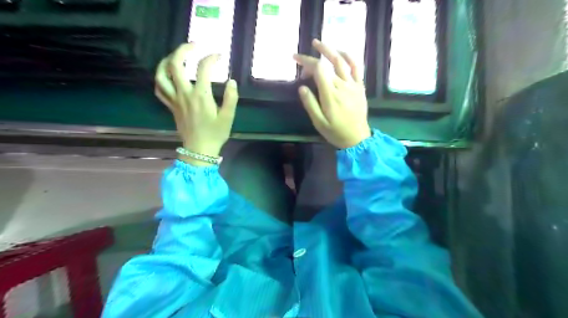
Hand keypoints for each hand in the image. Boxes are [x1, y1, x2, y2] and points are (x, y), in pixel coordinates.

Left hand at [155, 42, 236, 165]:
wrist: (199, 150)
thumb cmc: (215, 134)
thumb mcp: (228, 117)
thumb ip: (231, 99)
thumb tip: (232, 81)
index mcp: (201, 96)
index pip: (203, 69)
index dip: (211, 58)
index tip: (219, 56)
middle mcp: (184, 94)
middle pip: (175, 65)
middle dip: (183, 50)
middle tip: (193, 46)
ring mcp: (175, 100)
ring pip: (161, 75)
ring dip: (166, 61)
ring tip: (175, 56)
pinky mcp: (171, 106)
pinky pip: (159, 89)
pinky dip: (160, 78)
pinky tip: (167, 75)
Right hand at [296, 40, 370, 149]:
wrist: (357, 138)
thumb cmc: (335, 132)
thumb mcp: (318, 122)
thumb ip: (310, 104)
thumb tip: (302, 87)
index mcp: (330, 95)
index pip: (318, 70)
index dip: (306, 61)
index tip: (296, 59)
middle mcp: (342, 86)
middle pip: (328, 64)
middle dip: (314, 57)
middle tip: (303, 53)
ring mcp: (353, 84)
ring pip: (342, 61)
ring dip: (330, 50)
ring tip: (319, 44)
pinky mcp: (360, 86)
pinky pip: (356, 67)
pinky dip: (349, 57)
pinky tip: (341, 52)